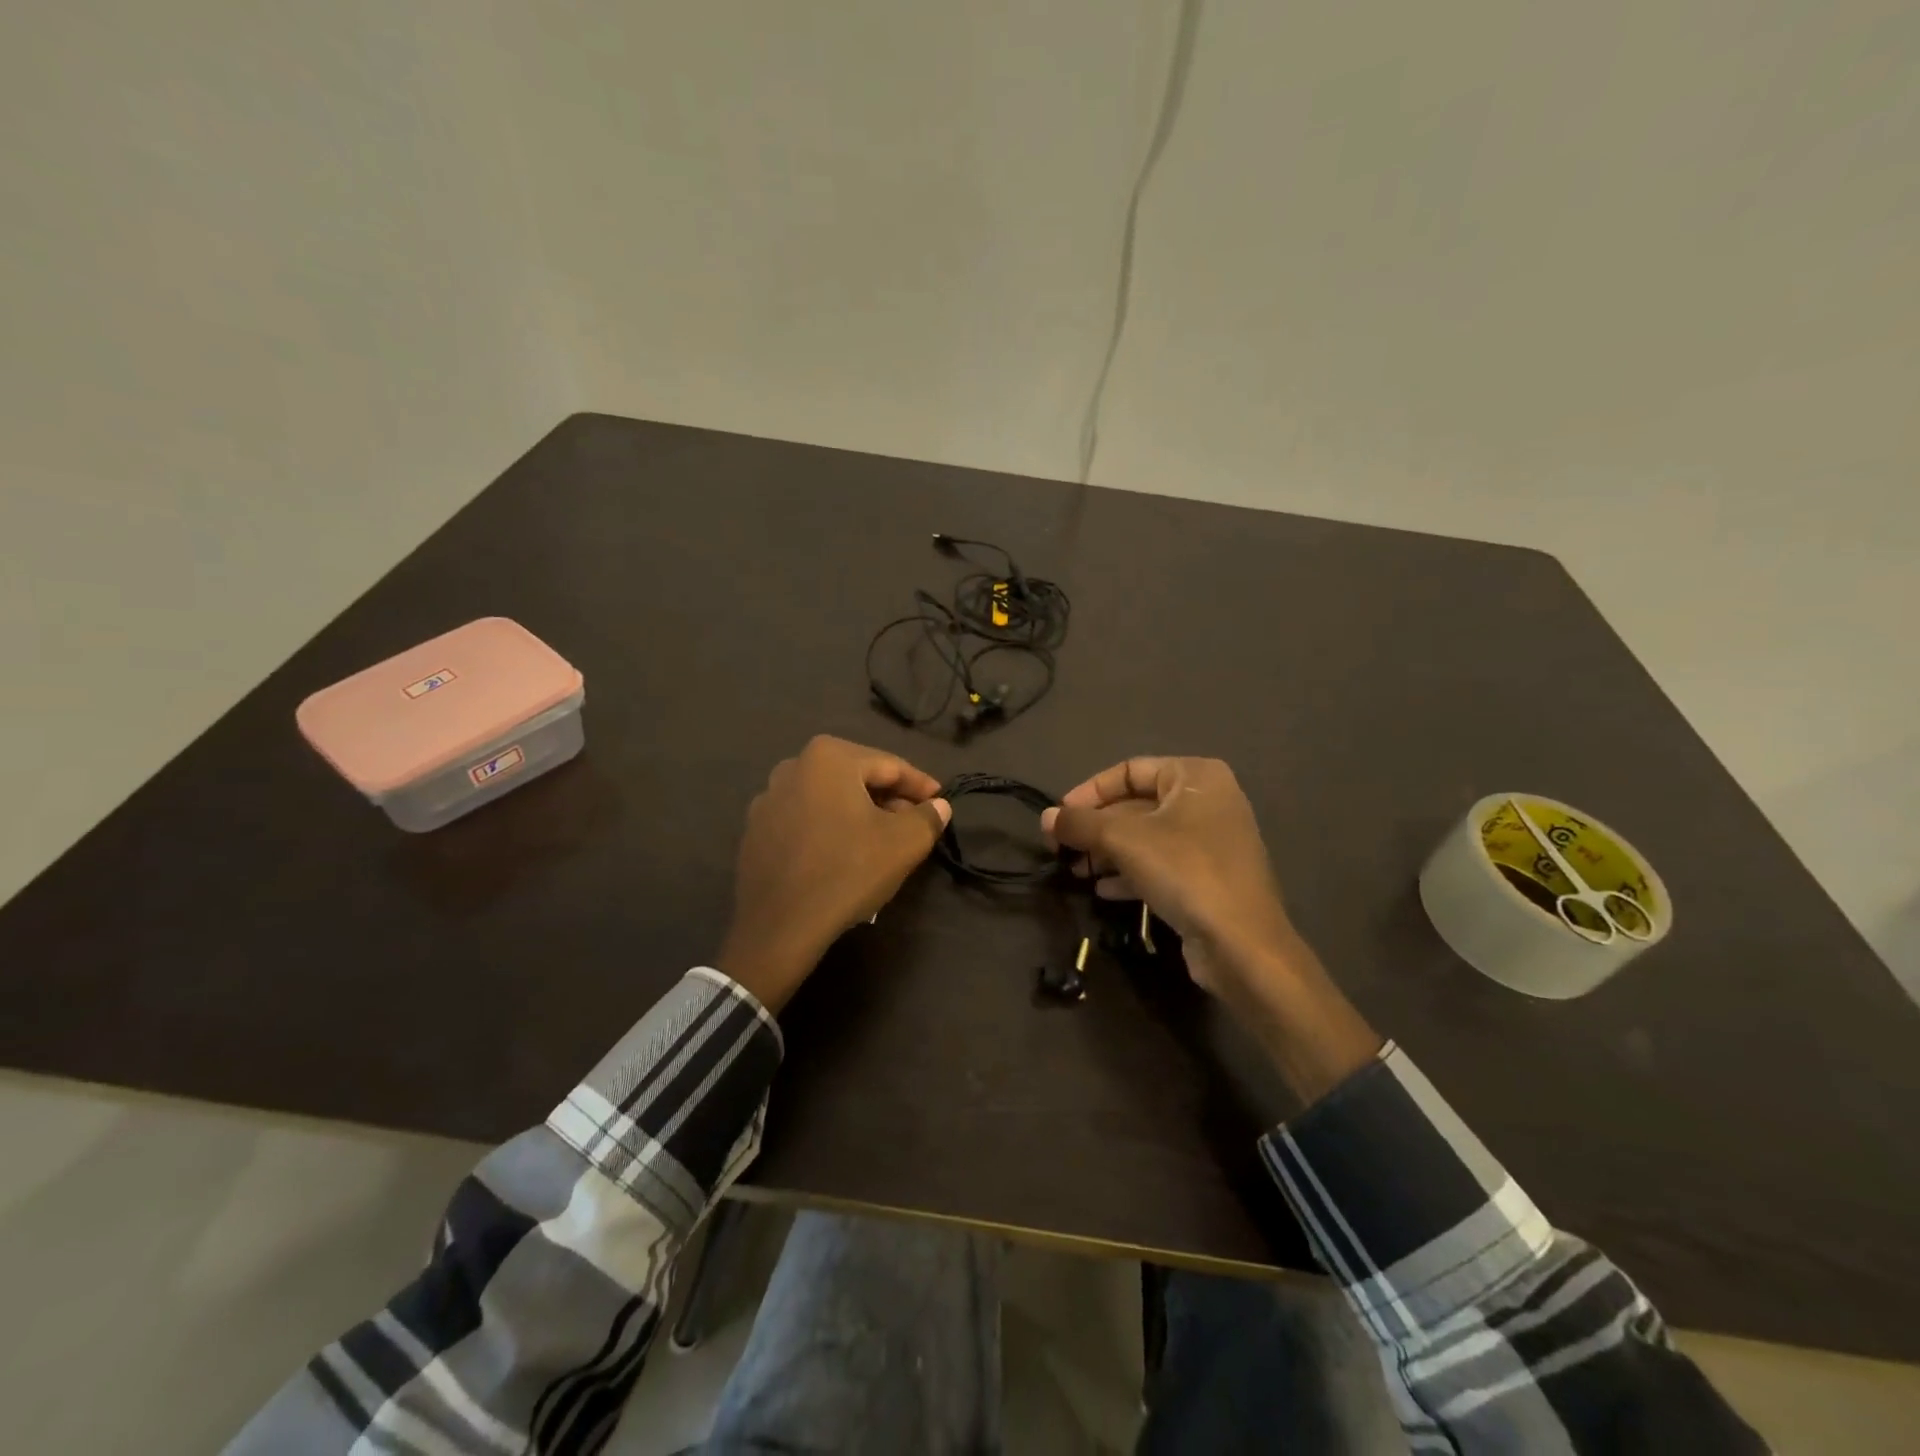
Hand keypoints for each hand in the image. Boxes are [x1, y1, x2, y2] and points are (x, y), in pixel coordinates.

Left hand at [718, 736, 950, 1009]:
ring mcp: (768, 799)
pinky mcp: (755, 831)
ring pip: (829, 799)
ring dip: (859, 814)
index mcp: (829, 757)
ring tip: (882, 842)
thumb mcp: (904, 843)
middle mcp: (793, 767)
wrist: (780, 926)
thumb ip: (928, 817)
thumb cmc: (848, 871)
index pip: (890, 766)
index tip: (941, 802)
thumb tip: (939, 806)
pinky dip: (829, 829)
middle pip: (857, 778)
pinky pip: (805, 820)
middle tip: (914, 824)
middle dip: (889, 799)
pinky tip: (843, 856)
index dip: (921, 786)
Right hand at [1042, 757, 1378, 1102]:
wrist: (1242, 944)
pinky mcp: (1209, 878)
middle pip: (1136, 805)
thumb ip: (1081, 823)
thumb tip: (1047, 818)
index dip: (1090, 791)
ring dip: (1107, 852)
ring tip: (1076, 871)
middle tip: (1060, 848)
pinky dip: (1130, 873)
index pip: (1129, 770)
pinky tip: (1102, 891)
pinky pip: (1161, 865)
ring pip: (1146, 838)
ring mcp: (1211, 842)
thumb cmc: (1185, 871)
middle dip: (1096, 827)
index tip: (1060, 815)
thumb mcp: (1124, 840)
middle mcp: (1208, 801)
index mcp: (1196, 776)